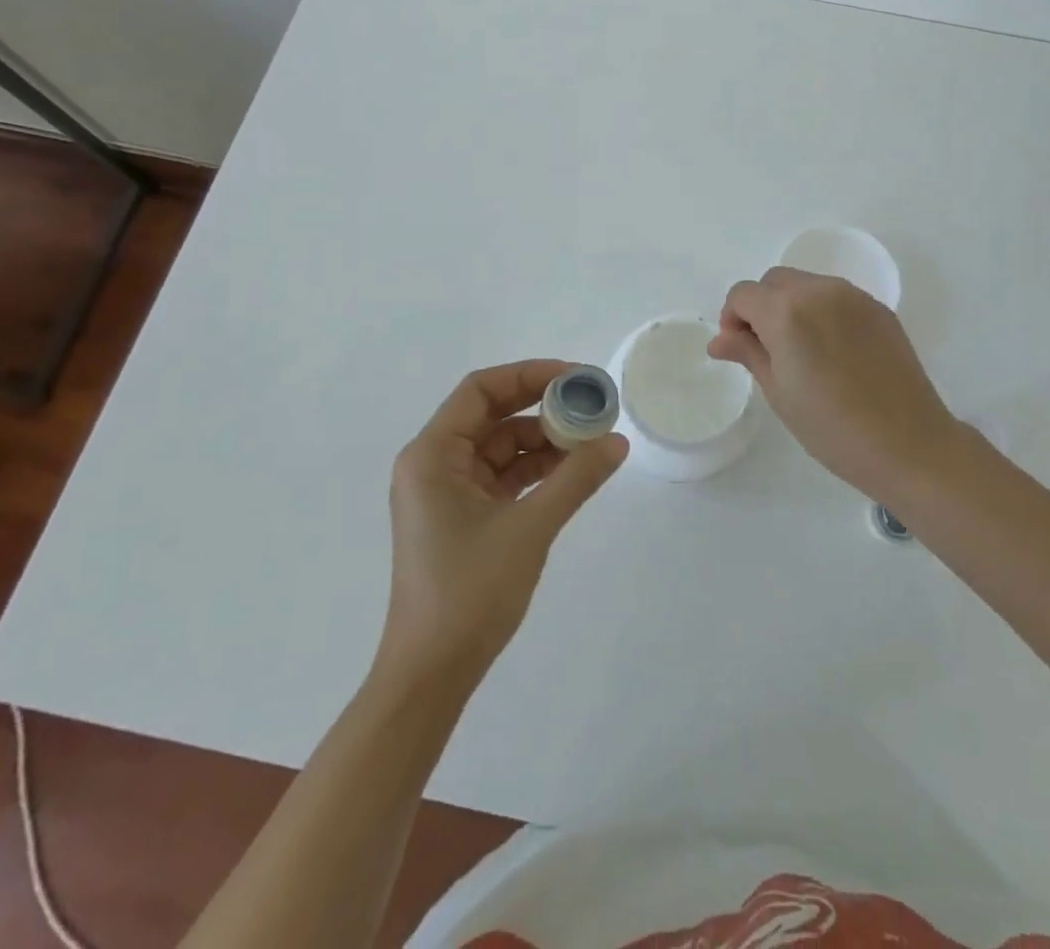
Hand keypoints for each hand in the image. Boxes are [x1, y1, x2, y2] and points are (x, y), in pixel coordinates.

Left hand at [380, 360, 627, 686]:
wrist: (432, 674)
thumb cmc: (469, 592)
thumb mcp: (530, 528)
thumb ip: (575, 479)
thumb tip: (617, 441)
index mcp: (432, 455)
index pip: (481, 391)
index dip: (529, 375)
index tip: (576, 378)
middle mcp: (434, 464)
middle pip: (492, 415)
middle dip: (542, 407)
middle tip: (592, 405)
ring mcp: (448, 492)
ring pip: (501, 447)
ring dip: (544, 441)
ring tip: (593, 439)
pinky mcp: (464, 517)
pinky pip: (503, 477)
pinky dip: (536, 470)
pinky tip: (574, 470)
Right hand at [708, 267, 964, 500]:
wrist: (908, 444)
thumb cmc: (831, 427)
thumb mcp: (779, 392)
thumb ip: (748, 353)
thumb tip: (719, 340)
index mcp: (787, 311)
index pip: (743, 294)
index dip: (732, 318)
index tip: (738, 349)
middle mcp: (819, 290)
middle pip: (774, 281)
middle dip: (760, 307)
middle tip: (766, 349)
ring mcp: (854, 296)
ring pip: (806, 284)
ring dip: (791, 305)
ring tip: (800, 351)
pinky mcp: (878, 308)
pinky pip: (836, 296)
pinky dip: (821, 310)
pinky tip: (831, 351)